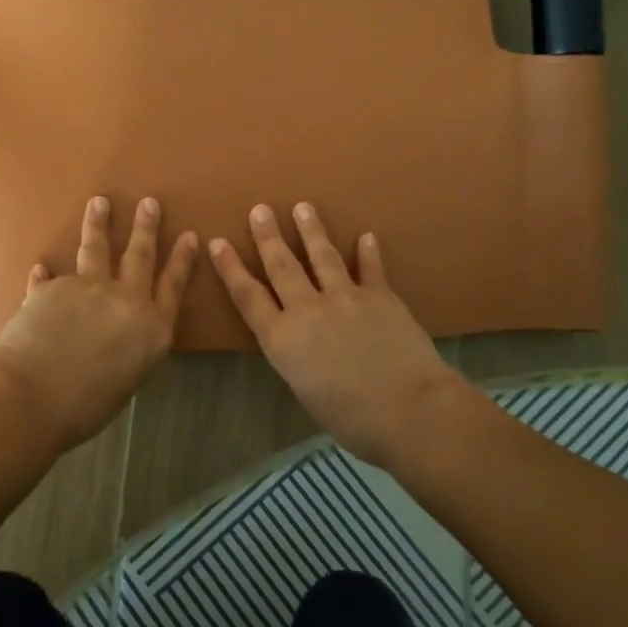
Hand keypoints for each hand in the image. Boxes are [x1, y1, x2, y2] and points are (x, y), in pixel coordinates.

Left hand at [0, 195, 198, 450]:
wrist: (32, 398)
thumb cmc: (85, 407)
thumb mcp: (128, 379)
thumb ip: (131, 347)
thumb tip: (120, 333)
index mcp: (152, 328)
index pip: (174, 285)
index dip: (183, 259)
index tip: (190, 235)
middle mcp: (126, 300)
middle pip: (140, 255)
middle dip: (146, 226)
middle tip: (149, 202)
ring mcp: (89, 288)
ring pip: (97, 248)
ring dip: (99, 223)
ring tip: (99, 202)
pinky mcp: (53, 287)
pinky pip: (52, 277)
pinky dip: (48, 274)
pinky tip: (42, 267)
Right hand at [209, 203, 461, 467]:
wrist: (409, 409)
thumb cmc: (352, 419)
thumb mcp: (306, 392)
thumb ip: (298, 359)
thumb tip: (303, 346)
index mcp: (283, 339)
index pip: (248, 296)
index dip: (231, 268)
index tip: (218, 242)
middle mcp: (308, 310)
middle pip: (281, 266)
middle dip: (268, 236)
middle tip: (260, 209)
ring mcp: (345, 297)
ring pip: (322, 256)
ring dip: (311, 230)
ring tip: (303, 207)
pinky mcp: (380, 296)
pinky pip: (371, 269)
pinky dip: (369, 252)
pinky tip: (367, 236)